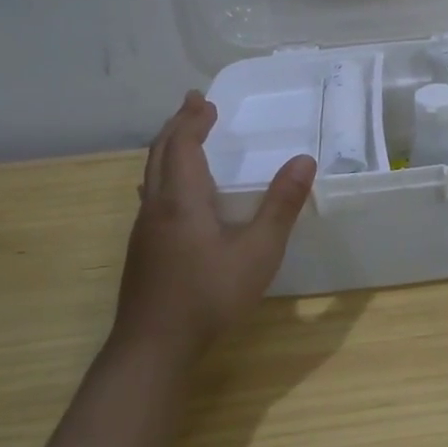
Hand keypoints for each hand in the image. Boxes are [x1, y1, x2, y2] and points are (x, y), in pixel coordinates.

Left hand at [111, 91, 314, 357]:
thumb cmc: (209, 295)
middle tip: (194, 105)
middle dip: (178, 125)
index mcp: (181, 199)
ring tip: (184, 138)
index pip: (183, 145)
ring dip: (168, 149)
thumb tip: (304, 160)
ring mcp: (145, 230)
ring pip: (151, 175)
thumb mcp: (258, 251)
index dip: (193, 120)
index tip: (205, 99)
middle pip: (160, 153)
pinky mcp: (143, 250)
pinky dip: (164, 174)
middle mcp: (157, 207)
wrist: (153, 346)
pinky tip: (171, 194)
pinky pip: (151, 195)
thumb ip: (281, 205)